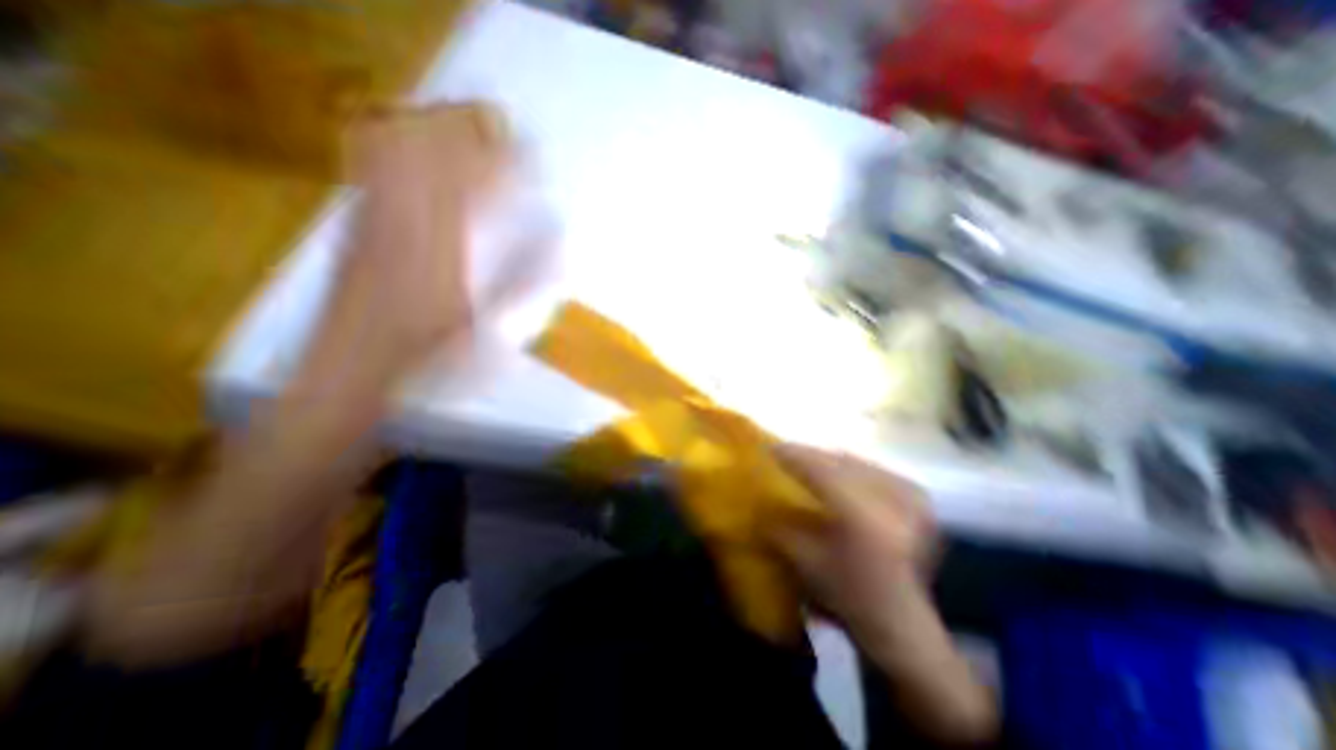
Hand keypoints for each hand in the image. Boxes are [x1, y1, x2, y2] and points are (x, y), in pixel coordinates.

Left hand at [80, 101, 515, 667]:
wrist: (342, 397)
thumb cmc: (428, 375)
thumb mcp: (489, 334)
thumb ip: (524, 286)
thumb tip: (558, 251)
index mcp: (440, 249)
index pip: (476, 182)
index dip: (505, 161)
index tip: (532, 152)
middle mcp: (399, 225)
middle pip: (429, 153)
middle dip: (467, 135)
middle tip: (501, 134)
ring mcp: (369, 230)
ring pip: (396, 160)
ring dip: (434, 142)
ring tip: (468, 141)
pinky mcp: (353, 242)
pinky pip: (377, 184)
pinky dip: (403, 165)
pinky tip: (423, 175)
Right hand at [769, 442, 932, 647]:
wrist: (906, 628)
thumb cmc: (850, 598)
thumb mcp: (806, 562)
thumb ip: (781, 527)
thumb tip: (762, 501)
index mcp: (861, 514)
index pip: (820, 469)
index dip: (792, 456)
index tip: (769, 447)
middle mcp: (890, 497)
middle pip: (840, 460)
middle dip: (810, 455)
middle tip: (787, 453)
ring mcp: (910, 496)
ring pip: (859, 462)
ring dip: (831, 460)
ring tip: (809, 461)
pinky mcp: (919, 500)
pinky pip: (877, 470)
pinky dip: (853, 468)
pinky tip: (840, 473)